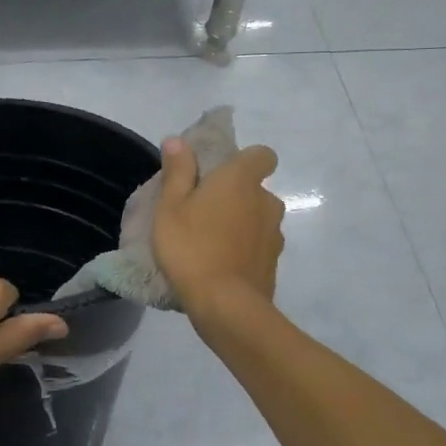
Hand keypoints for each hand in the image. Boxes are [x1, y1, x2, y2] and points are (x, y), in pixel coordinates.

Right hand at [151, 138, 285, 316]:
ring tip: (211, 242)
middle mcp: (266, 201)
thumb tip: (178, 140)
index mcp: (241, 180)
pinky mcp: (273, 263)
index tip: (221, 173)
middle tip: (204, 211)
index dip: (246, 160)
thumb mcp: (170, 206)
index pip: (263, 155)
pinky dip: (244, 250)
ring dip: (241, 224)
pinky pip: (258, 246)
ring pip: (258, 219)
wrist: (226, 305)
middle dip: (237, 196)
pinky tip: (220, 265)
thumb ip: (177, 171)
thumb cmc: (191, 247)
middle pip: (257, 189)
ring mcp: (274, 234)